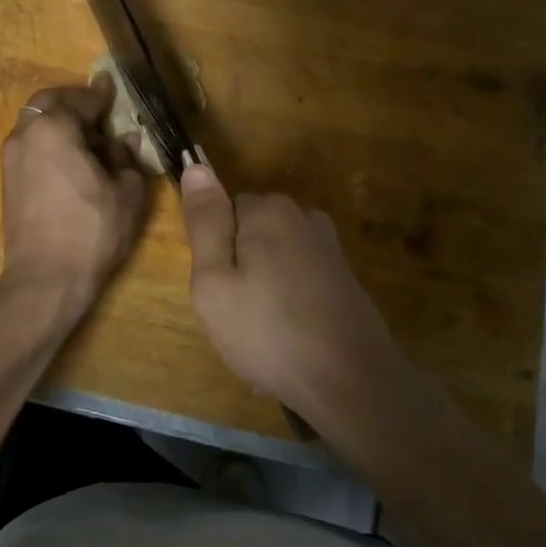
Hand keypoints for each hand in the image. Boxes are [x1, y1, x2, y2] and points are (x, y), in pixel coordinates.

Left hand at [0, 78, 148, 313]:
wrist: (46, 278)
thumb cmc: (92, 229)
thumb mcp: (126, 191)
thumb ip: (126, 158)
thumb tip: (124, 140)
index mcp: (54, 128)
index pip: (81, 99)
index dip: (101, 95)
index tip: (113, 89)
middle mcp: (25, 134)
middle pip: (48, 103)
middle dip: (74, 103)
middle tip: (100, 113)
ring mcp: (11, 158)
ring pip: (36, 124)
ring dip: (60, 124)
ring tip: (89, 141)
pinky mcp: (8, 181)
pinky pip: (31, 146)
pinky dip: (50, 143)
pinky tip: (72, 163)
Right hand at [178, 166, 410, 430]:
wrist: (349, 381)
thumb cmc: (268, 332)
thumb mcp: (214, 281)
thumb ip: (205, 223)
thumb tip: (196, 165)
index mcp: (269, 210)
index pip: (223, 211)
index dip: (215, 252)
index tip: (219, 290)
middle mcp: (304, 217)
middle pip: (251, 232)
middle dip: (240, 267)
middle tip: (237, 314)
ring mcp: (328, 247)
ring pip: (274, 257)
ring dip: (265, 286)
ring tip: (264, 331)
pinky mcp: (343, 276)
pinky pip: (299, 278)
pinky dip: (290, 301)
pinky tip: (290, 337)